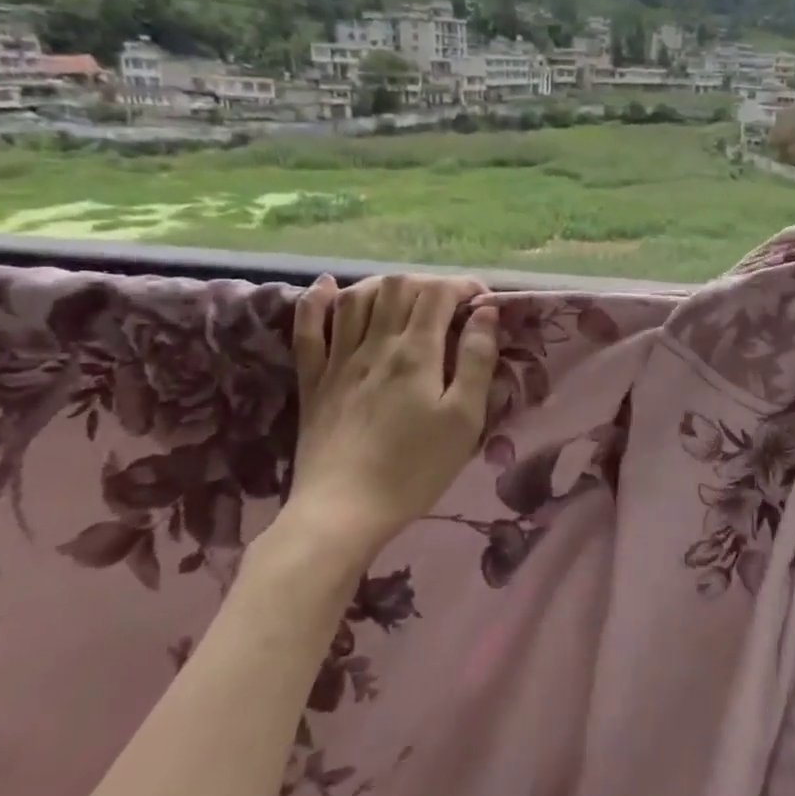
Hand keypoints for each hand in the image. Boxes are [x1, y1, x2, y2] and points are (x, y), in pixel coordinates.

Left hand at [277, 273, 499, 566]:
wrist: (343, 511)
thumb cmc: (415, 469)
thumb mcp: (464, 420)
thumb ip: (478, 361)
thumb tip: (486, 313)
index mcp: (416, 353)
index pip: (438, 294)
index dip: (463, 287)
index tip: (483, 302)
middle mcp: (375, 345)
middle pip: (398, 287)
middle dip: (429, 284)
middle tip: (449, 305)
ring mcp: (338, 361)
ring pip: (356, 298)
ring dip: (384, 285)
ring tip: (404, 297)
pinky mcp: (313, 381)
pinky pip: (307, 329)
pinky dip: (315, 301)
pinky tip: (327, 287)